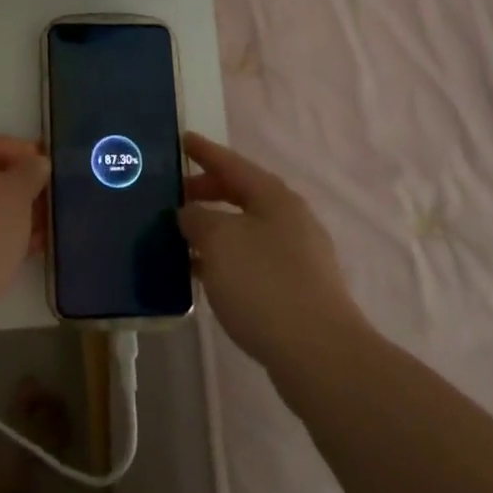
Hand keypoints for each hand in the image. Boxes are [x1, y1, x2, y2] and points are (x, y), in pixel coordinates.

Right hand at [181, 132, 361, 369]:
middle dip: (208, 192)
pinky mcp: (297, 290)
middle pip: (243, 195)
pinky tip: (205, 274)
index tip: (182, 139)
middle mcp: (291, 220)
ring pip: (247, 230)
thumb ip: (198, 219)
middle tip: (174, 196)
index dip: (205, 152)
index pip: (233, 164)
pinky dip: (226, 259)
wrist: (318, 354)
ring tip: (181, 236)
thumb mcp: (219, 241)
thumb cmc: (264, 284)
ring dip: (215, 229)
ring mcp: (298, 257)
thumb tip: (191, 213)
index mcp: (275, 198)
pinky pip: (253, 260)